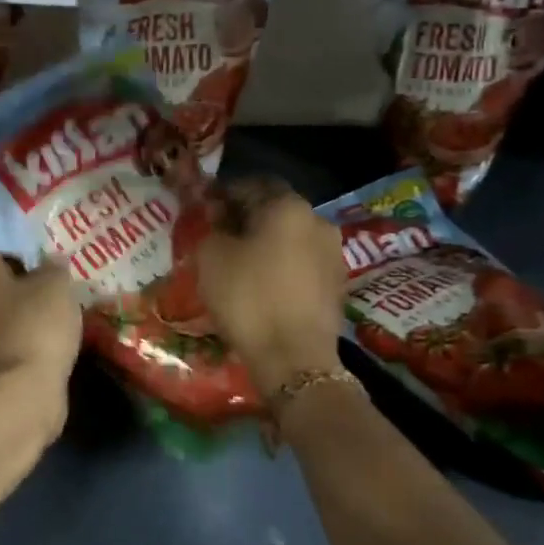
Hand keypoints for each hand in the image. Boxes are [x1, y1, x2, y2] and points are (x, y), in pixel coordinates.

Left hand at [0, 237, 81, 404]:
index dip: (8, 246)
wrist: (14, 398)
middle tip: (49, 285)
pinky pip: (1, 347)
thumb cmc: (31, 325)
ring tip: (55, 318)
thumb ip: (53, 268)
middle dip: (14, 284)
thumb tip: (50, 264)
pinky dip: (20, 346)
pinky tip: (47, 348)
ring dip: (17, 317)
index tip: (37, 255)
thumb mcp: (56, 285)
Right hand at [196, 180, 347, 396]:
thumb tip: (220, 219)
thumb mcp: (211, 256)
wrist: (294, 360)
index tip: (205, 210)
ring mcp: (333, 255)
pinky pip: (302, 263)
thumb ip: (212, 226)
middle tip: (219, 236)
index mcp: (289, 206)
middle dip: (247, 218)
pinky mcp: (337, 285)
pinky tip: (262, 285)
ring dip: (266, 243)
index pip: (252, 184)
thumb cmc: (248, 297)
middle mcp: (318, 221)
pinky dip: (281, 266)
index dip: (224, 194)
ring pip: (290, 237)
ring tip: (240, 263)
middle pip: (275, 210)